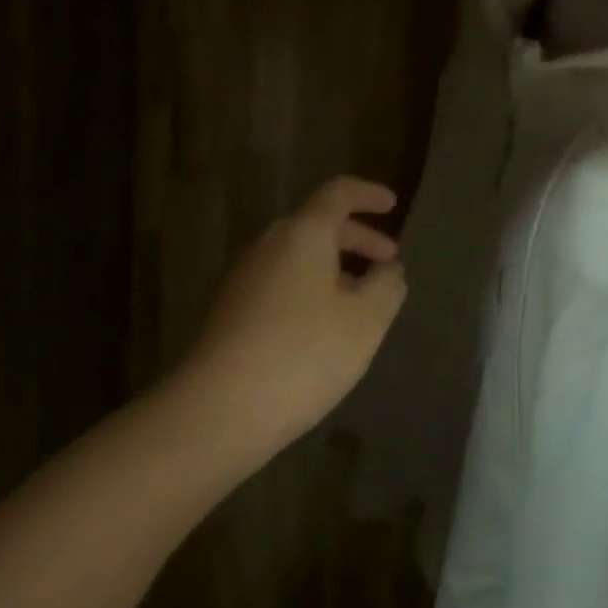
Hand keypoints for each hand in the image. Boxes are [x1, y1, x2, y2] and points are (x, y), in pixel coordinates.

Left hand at [162, 176, 407, 476]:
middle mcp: (268, 246)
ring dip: (334, 267)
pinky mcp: (229, 314)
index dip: (368, 194)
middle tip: (387, 260)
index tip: (392, 205)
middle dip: (357, 238)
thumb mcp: (367, 319)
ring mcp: (242, 280)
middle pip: (316, 225)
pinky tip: (324, 327)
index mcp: (302, 234)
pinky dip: (310, 288)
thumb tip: (388, 269)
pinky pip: (279, 283)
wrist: (215, 413)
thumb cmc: (303, 353)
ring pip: (297, 257)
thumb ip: (387, 285)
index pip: (338, 194)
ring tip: (361, 299)